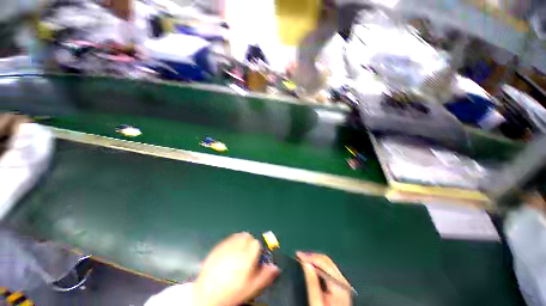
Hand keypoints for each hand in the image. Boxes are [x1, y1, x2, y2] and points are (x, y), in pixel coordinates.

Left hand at [193, 232, 278, 305]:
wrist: (207, 296)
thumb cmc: (233, 292)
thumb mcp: (252, 288)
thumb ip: (265, 275)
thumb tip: (276, 267)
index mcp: (247, 256)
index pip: (257, 243)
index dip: (257, 250)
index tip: (254, 259)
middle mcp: (238, 247)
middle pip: (248, 236)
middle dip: (249, 243)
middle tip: (246, 255)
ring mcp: (226, 246)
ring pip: (238, 235)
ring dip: (241, 240)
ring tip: (238, 252)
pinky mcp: (217, 247)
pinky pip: (228, 239)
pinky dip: (231, 242)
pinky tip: (228, 253)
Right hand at [296, 252, 351, 305]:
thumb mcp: (316, 303)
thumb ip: (312, 283)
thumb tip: (306, 263)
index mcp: (339, 285)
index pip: (324, 262)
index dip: (310, 256)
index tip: (297, 255)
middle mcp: (342, 282)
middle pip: (326, 262)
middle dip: (311, 257)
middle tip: (298, 257)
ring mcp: (341, 285)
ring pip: (327, 266)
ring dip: (314, 262)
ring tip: (302, 261)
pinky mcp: (339, 289)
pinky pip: (327, 272)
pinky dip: (317, 268)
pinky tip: (310, 270)